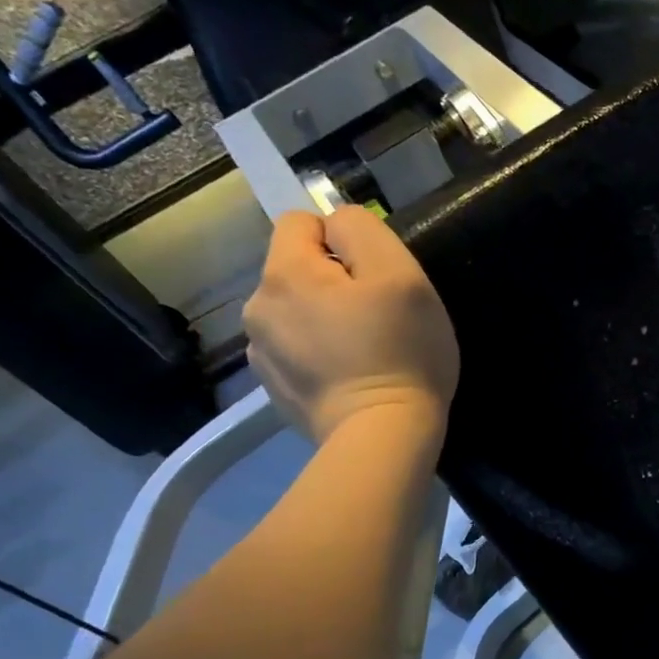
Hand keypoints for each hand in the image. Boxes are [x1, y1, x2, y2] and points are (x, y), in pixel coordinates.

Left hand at [244, 209, 459, 443]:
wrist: (382, 437)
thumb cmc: (400, 352)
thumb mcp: (401, 275)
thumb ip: (362, 231)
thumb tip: (336, 226)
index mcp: (284, 274)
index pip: (300, 222)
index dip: (342, 240)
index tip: (374, 277)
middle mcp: (258, 308)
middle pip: (297, 269)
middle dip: (332, 281)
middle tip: (377, 316)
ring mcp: (261, 353)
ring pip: (296, 310)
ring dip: (324, 318)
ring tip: (364, 350)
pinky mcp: (274, 388)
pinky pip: (296, 349)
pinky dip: (319, 353)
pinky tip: (349, 376)